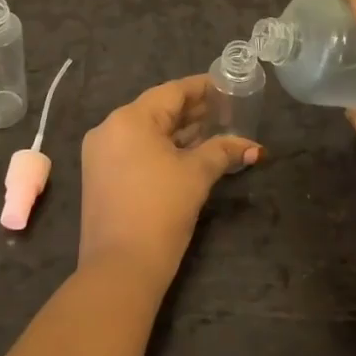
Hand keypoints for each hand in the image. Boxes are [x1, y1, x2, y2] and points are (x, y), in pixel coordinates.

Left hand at [78, 75, 260, 287]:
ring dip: (179, 131)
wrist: (120, 269)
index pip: (172, 92)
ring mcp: (101, 154)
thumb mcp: (197, 175)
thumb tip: (254, 147)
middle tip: (227, 109)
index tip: (227, 85)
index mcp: (129, 119)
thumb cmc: (161, 211)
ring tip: (214, 129)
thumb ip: (223, 151)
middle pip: (158, 109)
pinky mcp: (101, 176)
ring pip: (147, 131)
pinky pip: (136, 149)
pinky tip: (189, 152)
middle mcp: (110, 128)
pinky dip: (162, 148)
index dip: (202, 88)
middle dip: (193, 111)